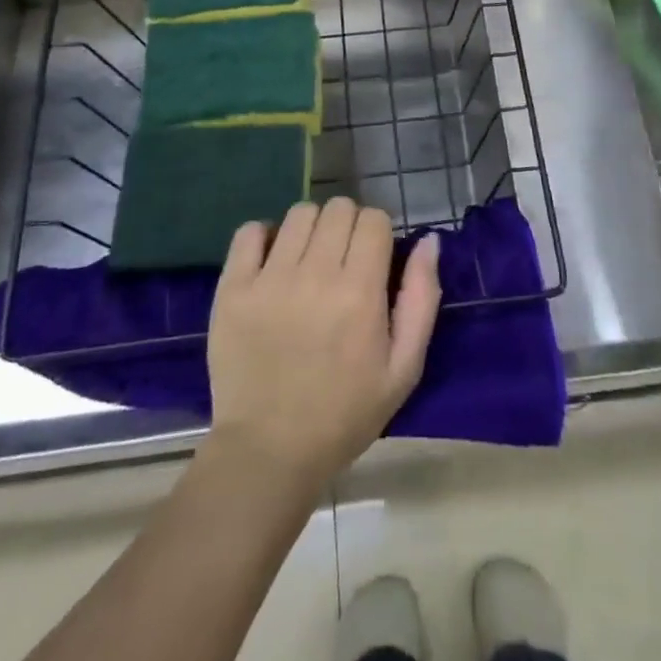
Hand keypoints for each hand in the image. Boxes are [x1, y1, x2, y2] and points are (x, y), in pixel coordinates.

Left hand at [206, 199, 441, 489]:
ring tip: (308, 261)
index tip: (373, 259)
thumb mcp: (404, 367)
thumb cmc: (345, 413)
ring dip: (311, 229)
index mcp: (360, 292)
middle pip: (338, 208)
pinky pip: (249, 231)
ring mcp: (269, 279)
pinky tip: (272, 262)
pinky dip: (264, 236)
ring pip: (299, 213)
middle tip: (343, 261)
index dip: (378, 233)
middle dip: (348, 226)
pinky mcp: (232, 288)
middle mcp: (315, 275)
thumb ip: (421, 298)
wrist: (269, 453)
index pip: (374, 219)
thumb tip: (428, 240)